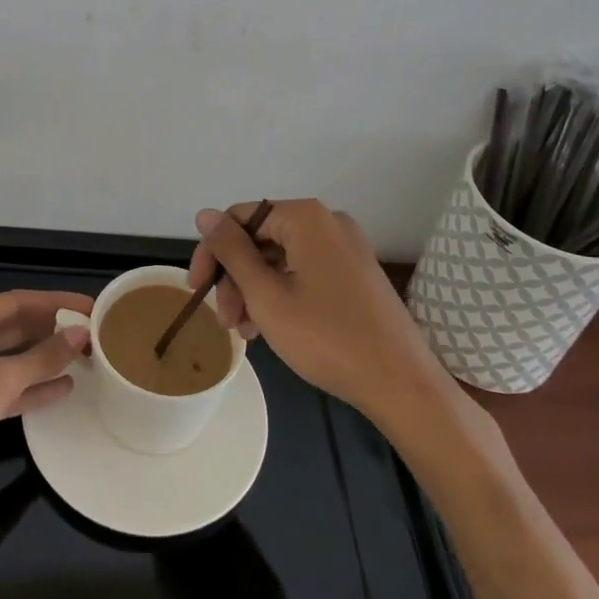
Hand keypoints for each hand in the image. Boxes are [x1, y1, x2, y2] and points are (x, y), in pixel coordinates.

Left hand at [0, 290, 91, 532]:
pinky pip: (5, 389)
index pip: (17, 302)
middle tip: (93, 334)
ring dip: (45, 360)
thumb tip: (80, 335)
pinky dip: (31, 388)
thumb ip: (42, 357)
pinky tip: (63, 389)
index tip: (90, 307)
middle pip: (15, 329)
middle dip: (52, 332)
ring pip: (12, 360)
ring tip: (85, 359)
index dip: (56, 303)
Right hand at [188, 200, 442, 416]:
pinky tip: (271, 327)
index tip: (197, 290)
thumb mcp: (266, 295)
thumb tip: (205, 214)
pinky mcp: (356, 273)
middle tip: (227, 322)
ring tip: (246, 333)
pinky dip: (282, 293)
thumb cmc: (327, 337)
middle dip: (236, 278)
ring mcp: (346, 247)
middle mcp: (327, 222)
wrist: (401, 383)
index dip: (212, 252)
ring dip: (256, 290)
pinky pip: (304, 271)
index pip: (240, 218)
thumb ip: (231, 251)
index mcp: (306, 217)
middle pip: (261, 238)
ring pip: (281, 258)